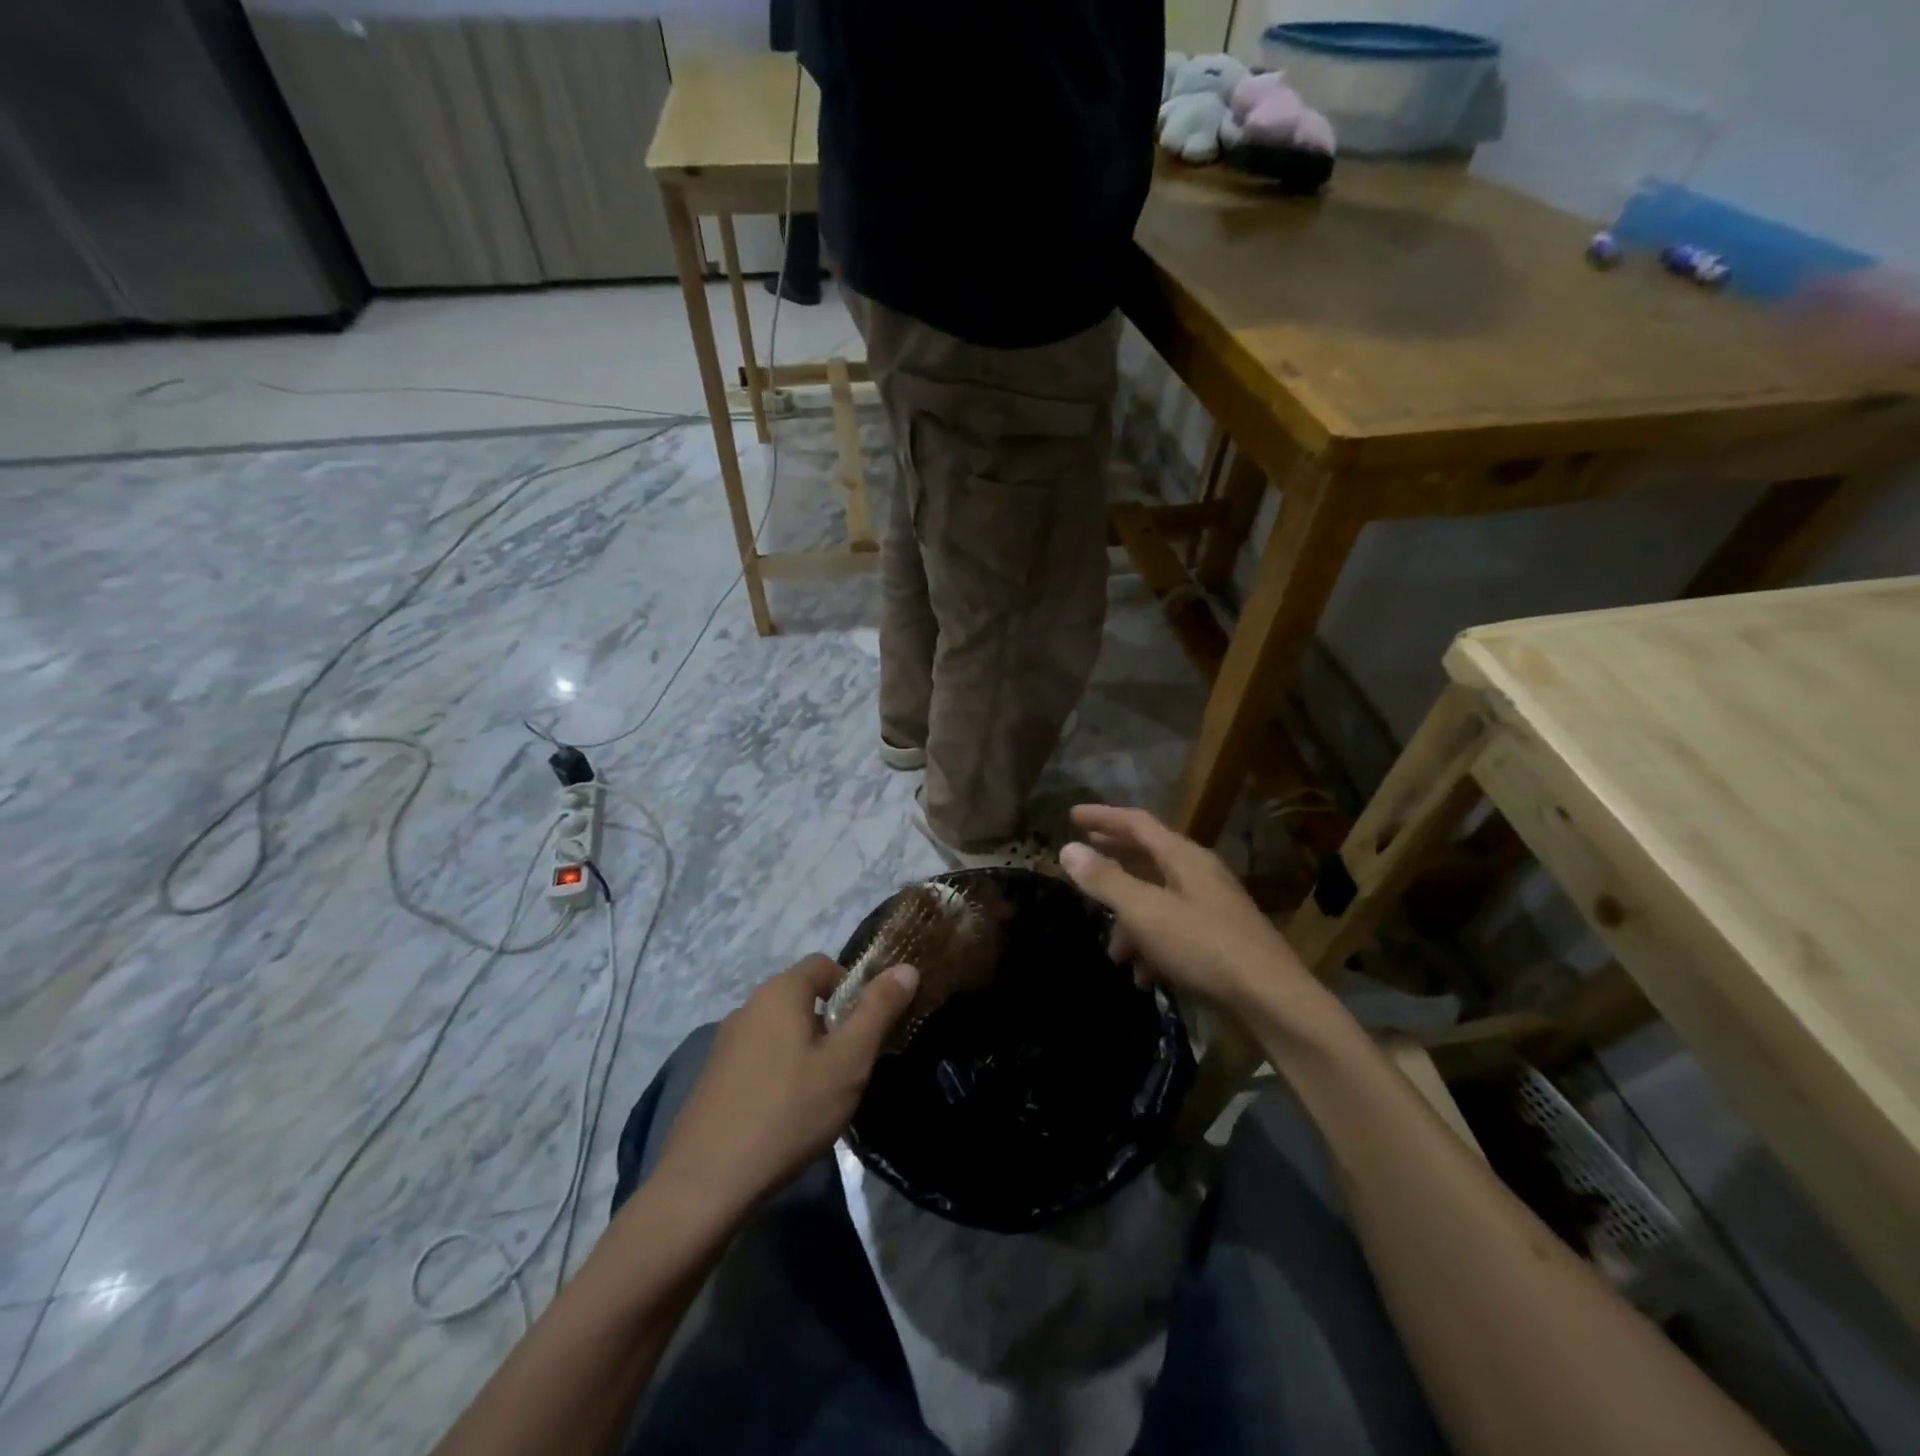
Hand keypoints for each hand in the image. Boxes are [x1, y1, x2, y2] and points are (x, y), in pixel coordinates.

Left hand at [648, 955, 917, 1222]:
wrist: (706, 1184)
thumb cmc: (789, 1112)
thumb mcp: (848, 1062)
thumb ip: (878, 1011)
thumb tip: (906, 966)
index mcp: (780, 992)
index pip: (824, 964)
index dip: (852, 988)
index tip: (866, 1029)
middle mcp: (748, 1006)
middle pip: (802, 998)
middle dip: (831, 1025)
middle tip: (848, 1069)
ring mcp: (725, 1042)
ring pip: (781, 1031)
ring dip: (805, 1051)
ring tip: (819, 1097)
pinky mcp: (712, 1076)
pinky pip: (759, 1058)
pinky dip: (778, 1073)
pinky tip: (784, 1116)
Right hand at [1059, 804, 1315, 1024]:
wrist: (1271, 1000)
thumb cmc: (1204, 947)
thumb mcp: (1146, 912)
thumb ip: (1106, 880)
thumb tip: (1068, 850)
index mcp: (1183, 857)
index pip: (1137, 823)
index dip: (1103, 817)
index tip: (1072, 815)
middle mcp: (1199, 874)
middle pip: (1148, 857)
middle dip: (1113, 861)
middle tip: (1083, 859)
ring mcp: (1212, 907)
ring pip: (1158, 899)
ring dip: (1129, 920)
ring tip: (1112, 952)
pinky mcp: (1219, 939)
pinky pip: (1174, 930)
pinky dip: (1152, 945)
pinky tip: (1143, 976)